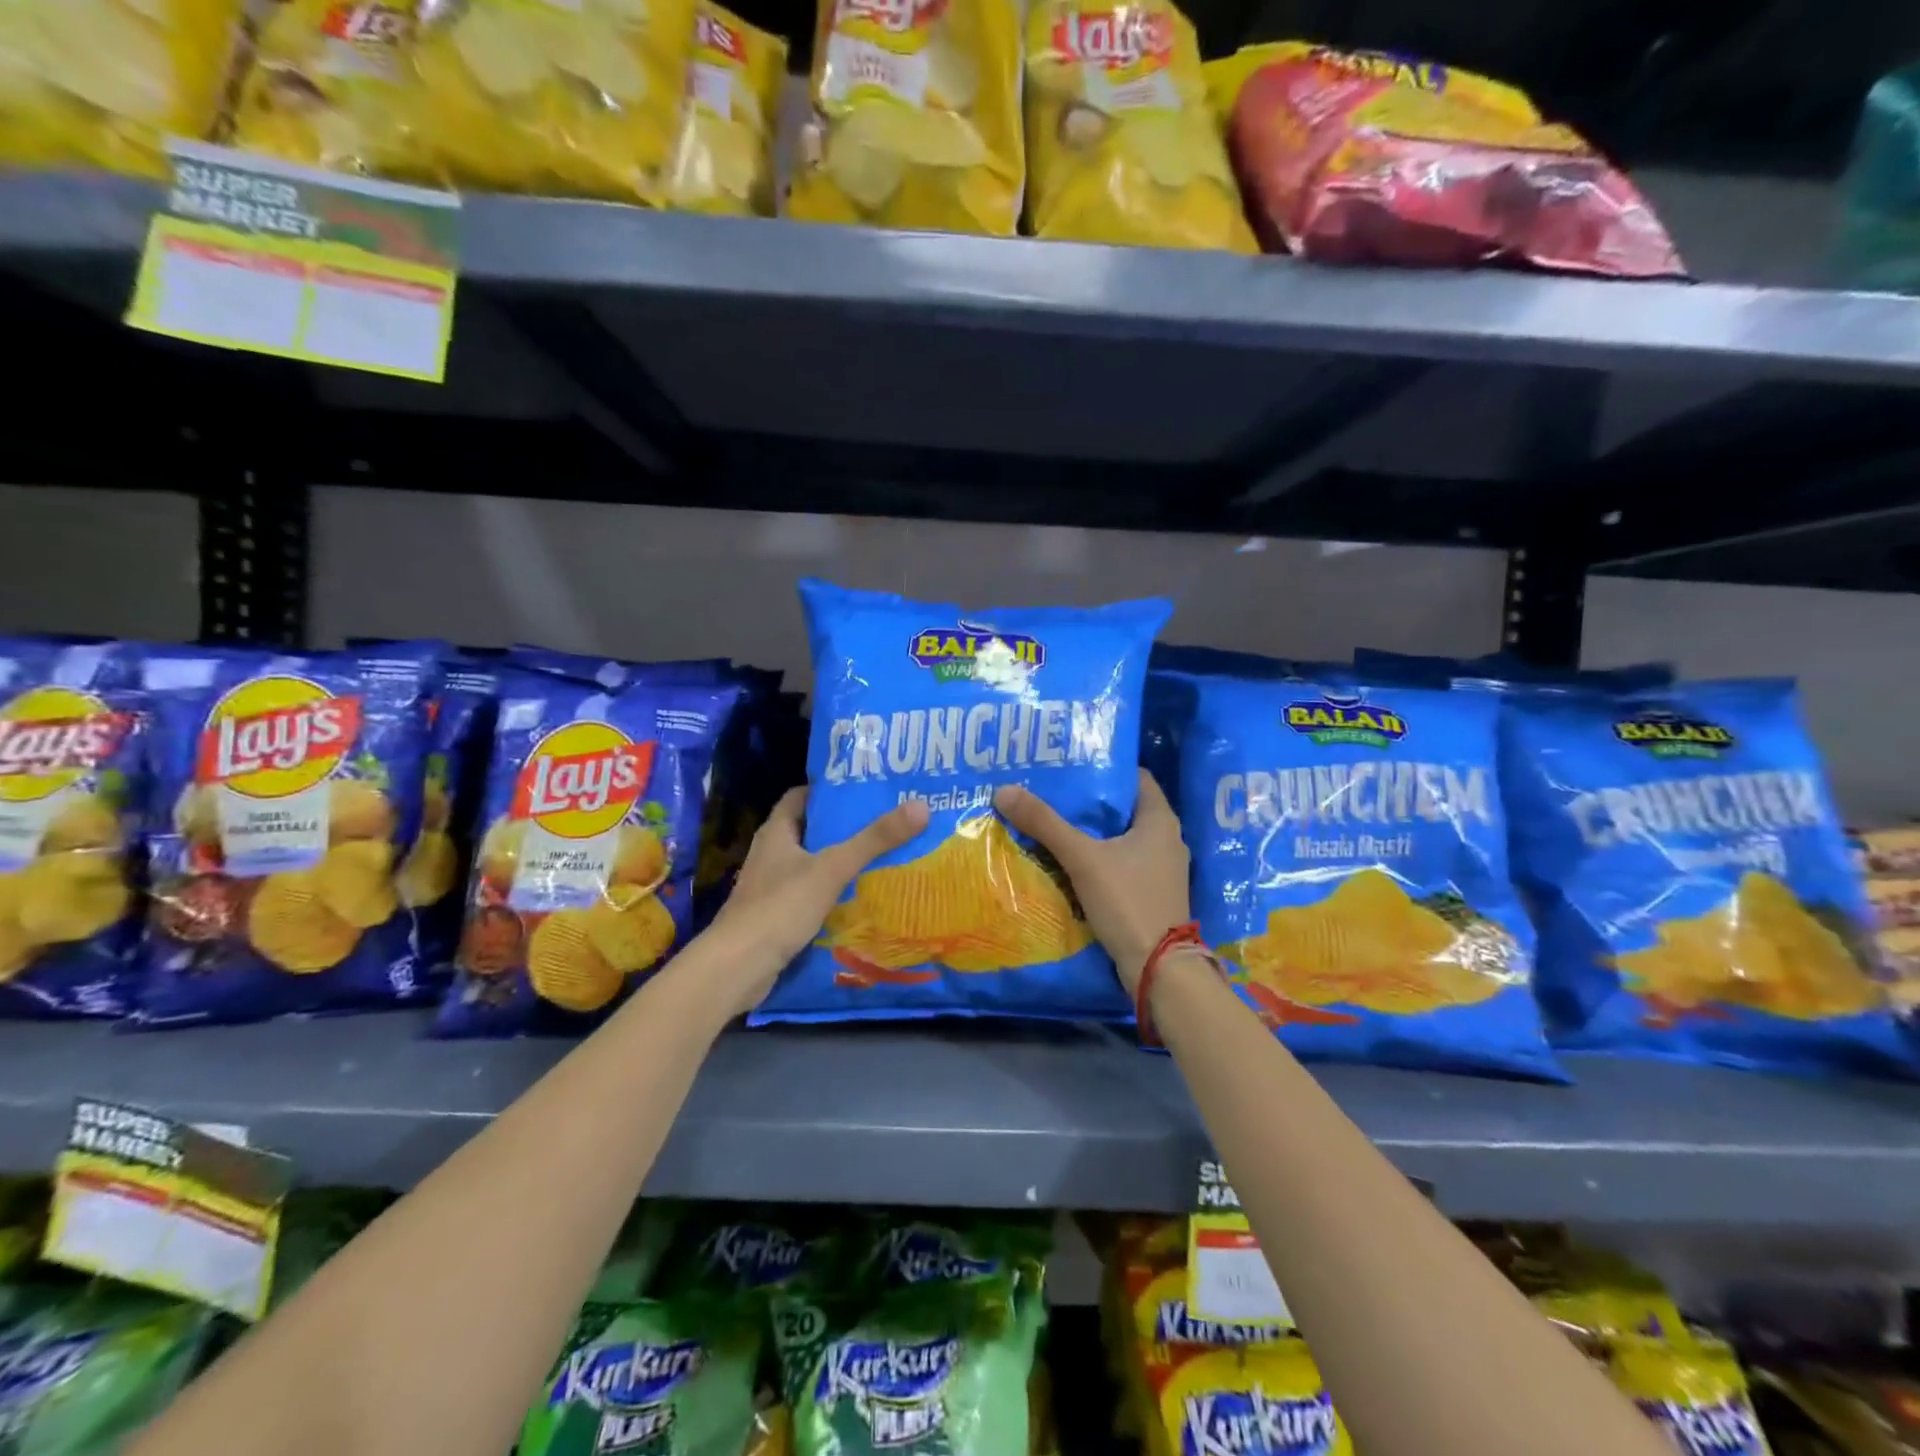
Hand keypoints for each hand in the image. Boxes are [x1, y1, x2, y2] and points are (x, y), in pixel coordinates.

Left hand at [703, 788, 928, 1013]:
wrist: (738, 967)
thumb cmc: (780, 907)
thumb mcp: (832, 868)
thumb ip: (874, 840)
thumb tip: (921, 807)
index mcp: (776, 832)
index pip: (801, 797)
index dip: (829, 791)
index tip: (864, 790)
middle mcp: (771, 854)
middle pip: (810, 830)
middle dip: (843, 827)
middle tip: (884, 824)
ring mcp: (771, 887)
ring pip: (811, 865)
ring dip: (839, 862)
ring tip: (881, 858)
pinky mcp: (776, 916)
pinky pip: (810, 895)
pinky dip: (832, 893)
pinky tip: (859, 899)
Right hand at [994, 769, 1189, 996]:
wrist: (1158, 968)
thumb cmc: (1128, 901)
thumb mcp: (1082, 858)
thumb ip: (1044, 824)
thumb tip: (1004, 790)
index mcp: (1160, 820)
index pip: (1134, 778)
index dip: (1104, 768)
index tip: (1070, 765)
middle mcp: (1166, 839)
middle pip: (1123, 809)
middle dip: (1089, 802)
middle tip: (1051, 792)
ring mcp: (1161, 869)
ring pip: (1121, 839)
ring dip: (1092, 833)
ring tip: (1053, 823)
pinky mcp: (1151, 893)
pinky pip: (1121, 864)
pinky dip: (1098, 859)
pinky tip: (1069, 861)